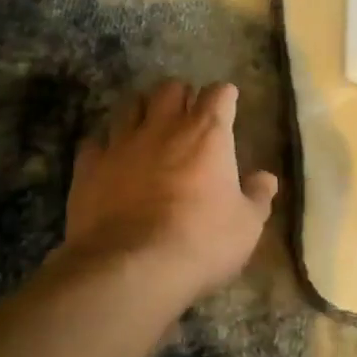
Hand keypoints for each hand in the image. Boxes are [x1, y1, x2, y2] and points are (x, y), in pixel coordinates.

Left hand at [62, 79, 278, 309]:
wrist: (131, 268)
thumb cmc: (201, 242)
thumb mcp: (247, 226)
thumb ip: (258, 196)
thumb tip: (267, 178)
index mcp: (207, 134)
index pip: (219, 94)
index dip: (224, 97)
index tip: (228, 104)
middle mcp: (164, 127)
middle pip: (170, 88)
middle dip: (180, 96)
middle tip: (186, 114)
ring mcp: (122, 143)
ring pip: (130, 105)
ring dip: (142, 111)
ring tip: (147, 128)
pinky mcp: (89, 167)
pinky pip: (95, 142)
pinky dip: (105, 146)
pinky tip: (110, 159)